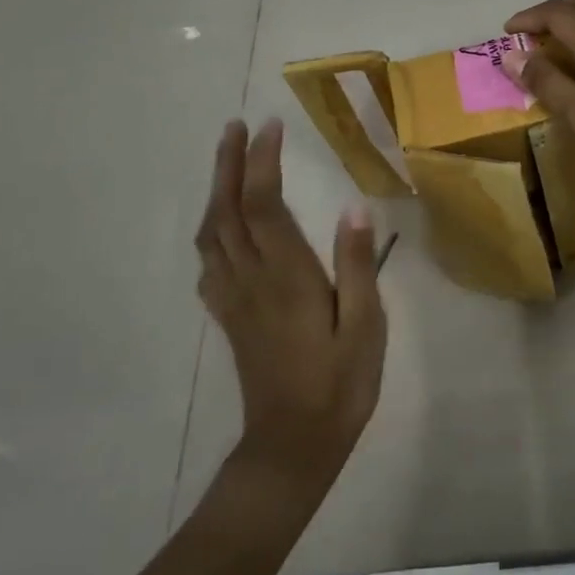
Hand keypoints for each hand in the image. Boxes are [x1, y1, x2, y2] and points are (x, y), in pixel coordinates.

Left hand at [196, 119, 386, 499]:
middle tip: (234, 126)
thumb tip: (354, 207)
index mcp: (287, 277)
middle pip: (228, 211)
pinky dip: (211, 231)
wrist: (292, 448)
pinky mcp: (229, 317)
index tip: (270, 126)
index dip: (262, 162)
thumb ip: (358, 265)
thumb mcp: (365, 326)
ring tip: (226, 162)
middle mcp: (252, 279)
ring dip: (216, 191)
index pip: (265, 205)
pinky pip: (209, 263)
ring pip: (212, 234)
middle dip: (229, 164)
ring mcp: (234, 299)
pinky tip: (221, 226)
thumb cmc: (339, 385)